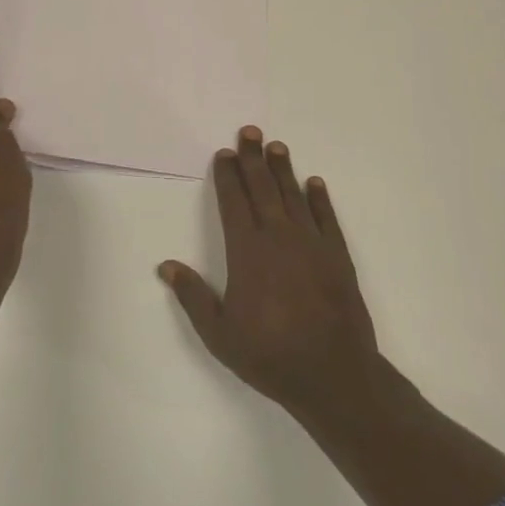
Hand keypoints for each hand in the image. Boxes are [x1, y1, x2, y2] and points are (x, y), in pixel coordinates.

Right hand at [159, 126, 377, 418]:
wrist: (334, 374)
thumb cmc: (270, 354)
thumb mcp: (219, 333)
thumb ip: (193, 296)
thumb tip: (166, 266)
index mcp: (247, 252)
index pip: (233, 203)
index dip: (227, 177)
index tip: (223, 154)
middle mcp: (279, 238)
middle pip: (263, 189)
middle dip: (253, 159)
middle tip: (249, 131)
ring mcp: (312, 245)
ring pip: (294, 196)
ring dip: (283, 170)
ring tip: (276, 146)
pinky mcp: (338, 257)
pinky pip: (327, 218)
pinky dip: (320, 199)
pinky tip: (314, 183)